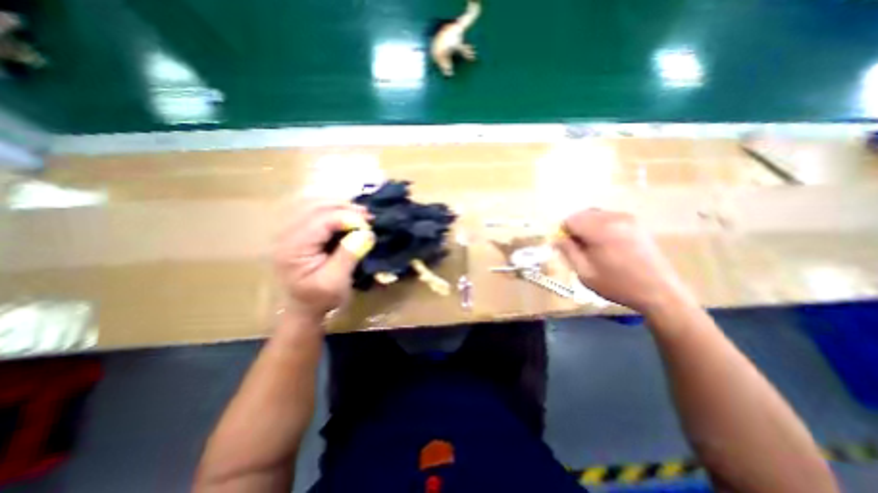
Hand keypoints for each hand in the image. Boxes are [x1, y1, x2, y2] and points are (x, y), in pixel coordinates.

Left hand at [273, 201, 371, 322]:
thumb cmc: (320, 298)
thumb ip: (348, 255)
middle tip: (368, 216)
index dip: (348, 218)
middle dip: (344, 207)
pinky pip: (314, 209)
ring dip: (339, 205)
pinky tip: (346, 214)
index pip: (322, 220)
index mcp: (293, 247)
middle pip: (316, 206)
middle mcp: (287, 233)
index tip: (368, 227)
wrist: (303, 307)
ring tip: (360, 214)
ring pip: (314, 203)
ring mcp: (290, 229)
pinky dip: (333, 208)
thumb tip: (366, 233)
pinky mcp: (298, 230)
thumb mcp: (336, 282)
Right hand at [555, 208, 700, 314]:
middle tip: (579, 247)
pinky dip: (601, 226)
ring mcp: (628, 219)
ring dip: (588, 227)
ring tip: (593, 246)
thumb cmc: (617, 285)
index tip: (567, 246)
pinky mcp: (637, 223)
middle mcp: (614, 218)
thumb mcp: (585, 273)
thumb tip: (556, 239)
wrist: (659, 292)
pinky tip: (607, 244)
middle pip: (582, 214)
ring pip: (595, 214)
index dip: (564, 232)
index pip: (570, 220)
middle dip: (576, 228)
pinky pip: (609, 217)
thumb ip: (568, 252)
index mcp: (600, 230)